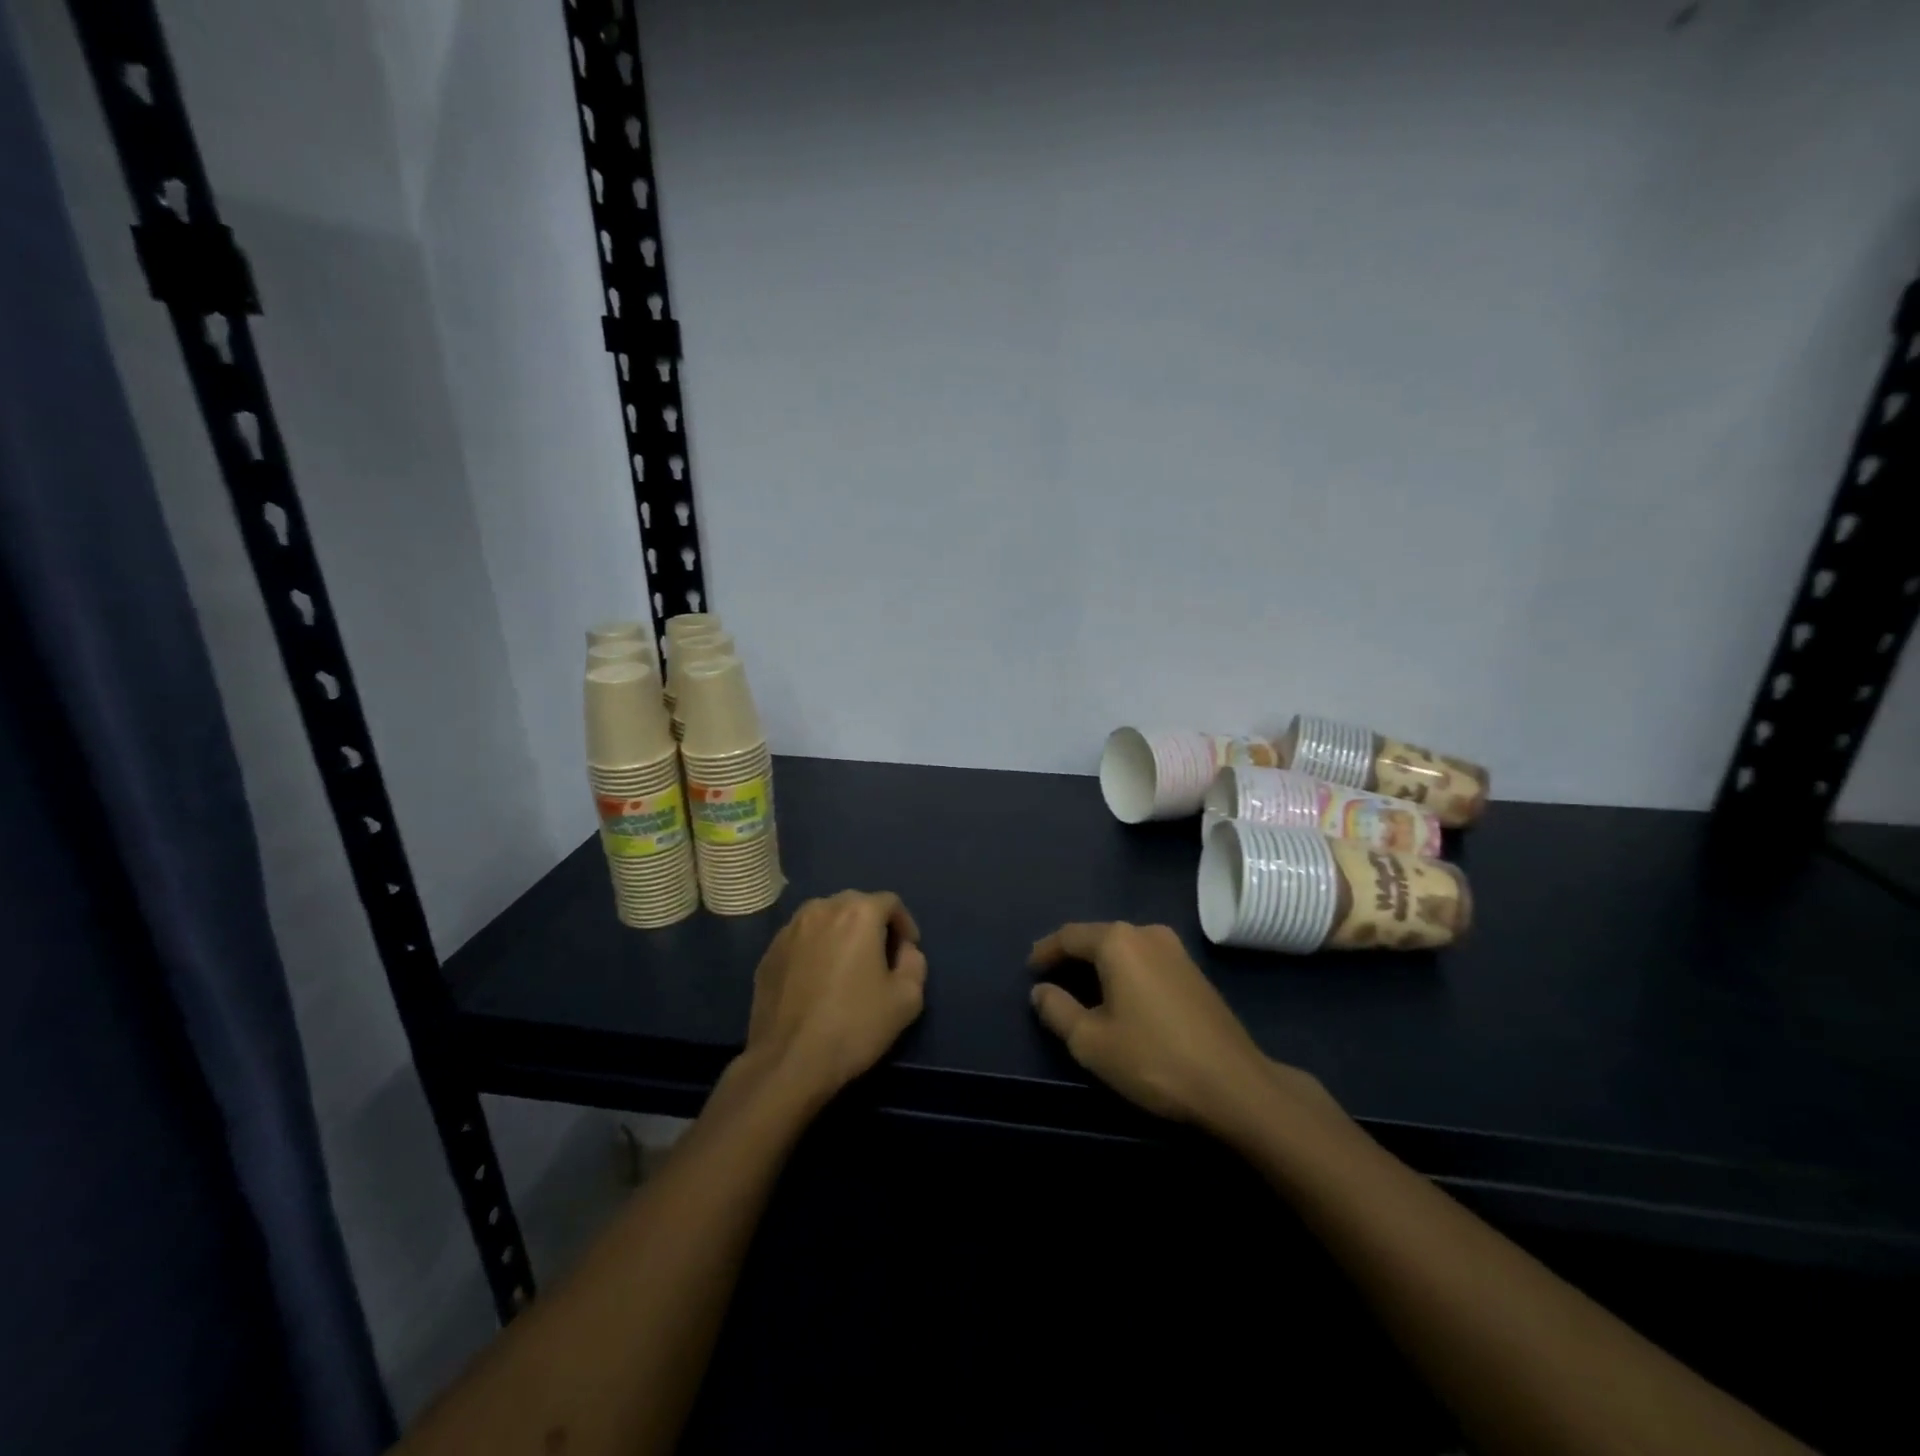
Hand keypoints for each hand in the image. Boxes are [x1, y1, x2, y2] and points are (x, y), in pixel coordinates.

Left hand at [741, 891, 927, 1103]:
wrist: (788, 1061)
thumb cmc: (854, 1026)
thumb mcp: (907, 999)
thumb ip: (914, 963)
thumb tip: (904, 950)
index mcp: (858, 913)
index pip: (890, 902)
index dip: (904, 924)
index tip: (907, 952)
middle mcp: (821, 909)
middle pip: (854, 905)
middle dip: (871, 924)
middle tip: (880, 957)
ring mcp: (789, 930)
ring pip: (824, 918)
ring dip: (840, 933)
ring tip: (846, 965)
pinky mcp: (768, 953)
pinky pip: (800, 939)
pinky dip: (814, 949)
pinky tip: (817, 980)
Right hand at [1029, 922, 1326, 1132]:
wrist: (1235, 1085)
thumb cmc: (1153, 1059)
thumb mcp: (1091, 1042)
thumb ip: (1057, 1011)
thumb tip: (1040, 991)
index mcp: (1118, 942)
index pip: (1070, 936)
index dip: (1046, 951)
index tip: (1030, 969)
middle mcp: (1147, 933)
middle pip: (1098, 937)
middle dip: (1072, 957)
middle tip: (1051, 981)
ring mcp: (1176, 951)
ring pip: (1124, 949)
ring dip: (1100, 966)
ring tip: (1082, 991)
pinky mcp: (1195, 973)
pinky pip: (1146, 962)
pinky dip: (1125, 973)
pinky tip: (1121, 998)